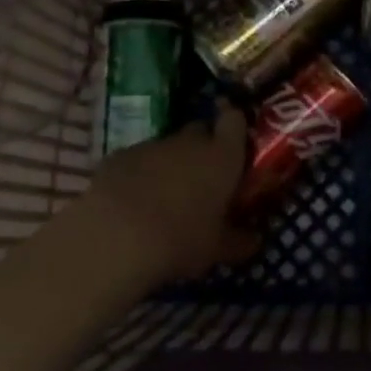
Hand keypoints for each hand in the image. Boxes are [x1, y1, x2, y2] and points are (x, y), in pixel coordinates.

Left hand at [80, 109, 259, 282]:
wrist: (115, 236)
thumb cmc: (181, 240)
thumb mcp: (215, 249)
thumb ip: (238, 241)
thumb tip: (254, 241)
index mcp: (221, 156)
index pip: (234, 121)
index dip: (234, 124)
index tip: (234, 136)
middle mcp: (189, 142)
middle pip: (200, 130)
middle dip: (203, 146)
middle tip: (203, 176)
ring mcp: (151, 145)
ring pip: (167, 147)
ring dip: (170, 163)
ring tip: (165, 196)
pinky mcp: (119, 156)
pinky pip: (137, 160)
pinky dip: (139, 174)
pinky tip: (132, 202)